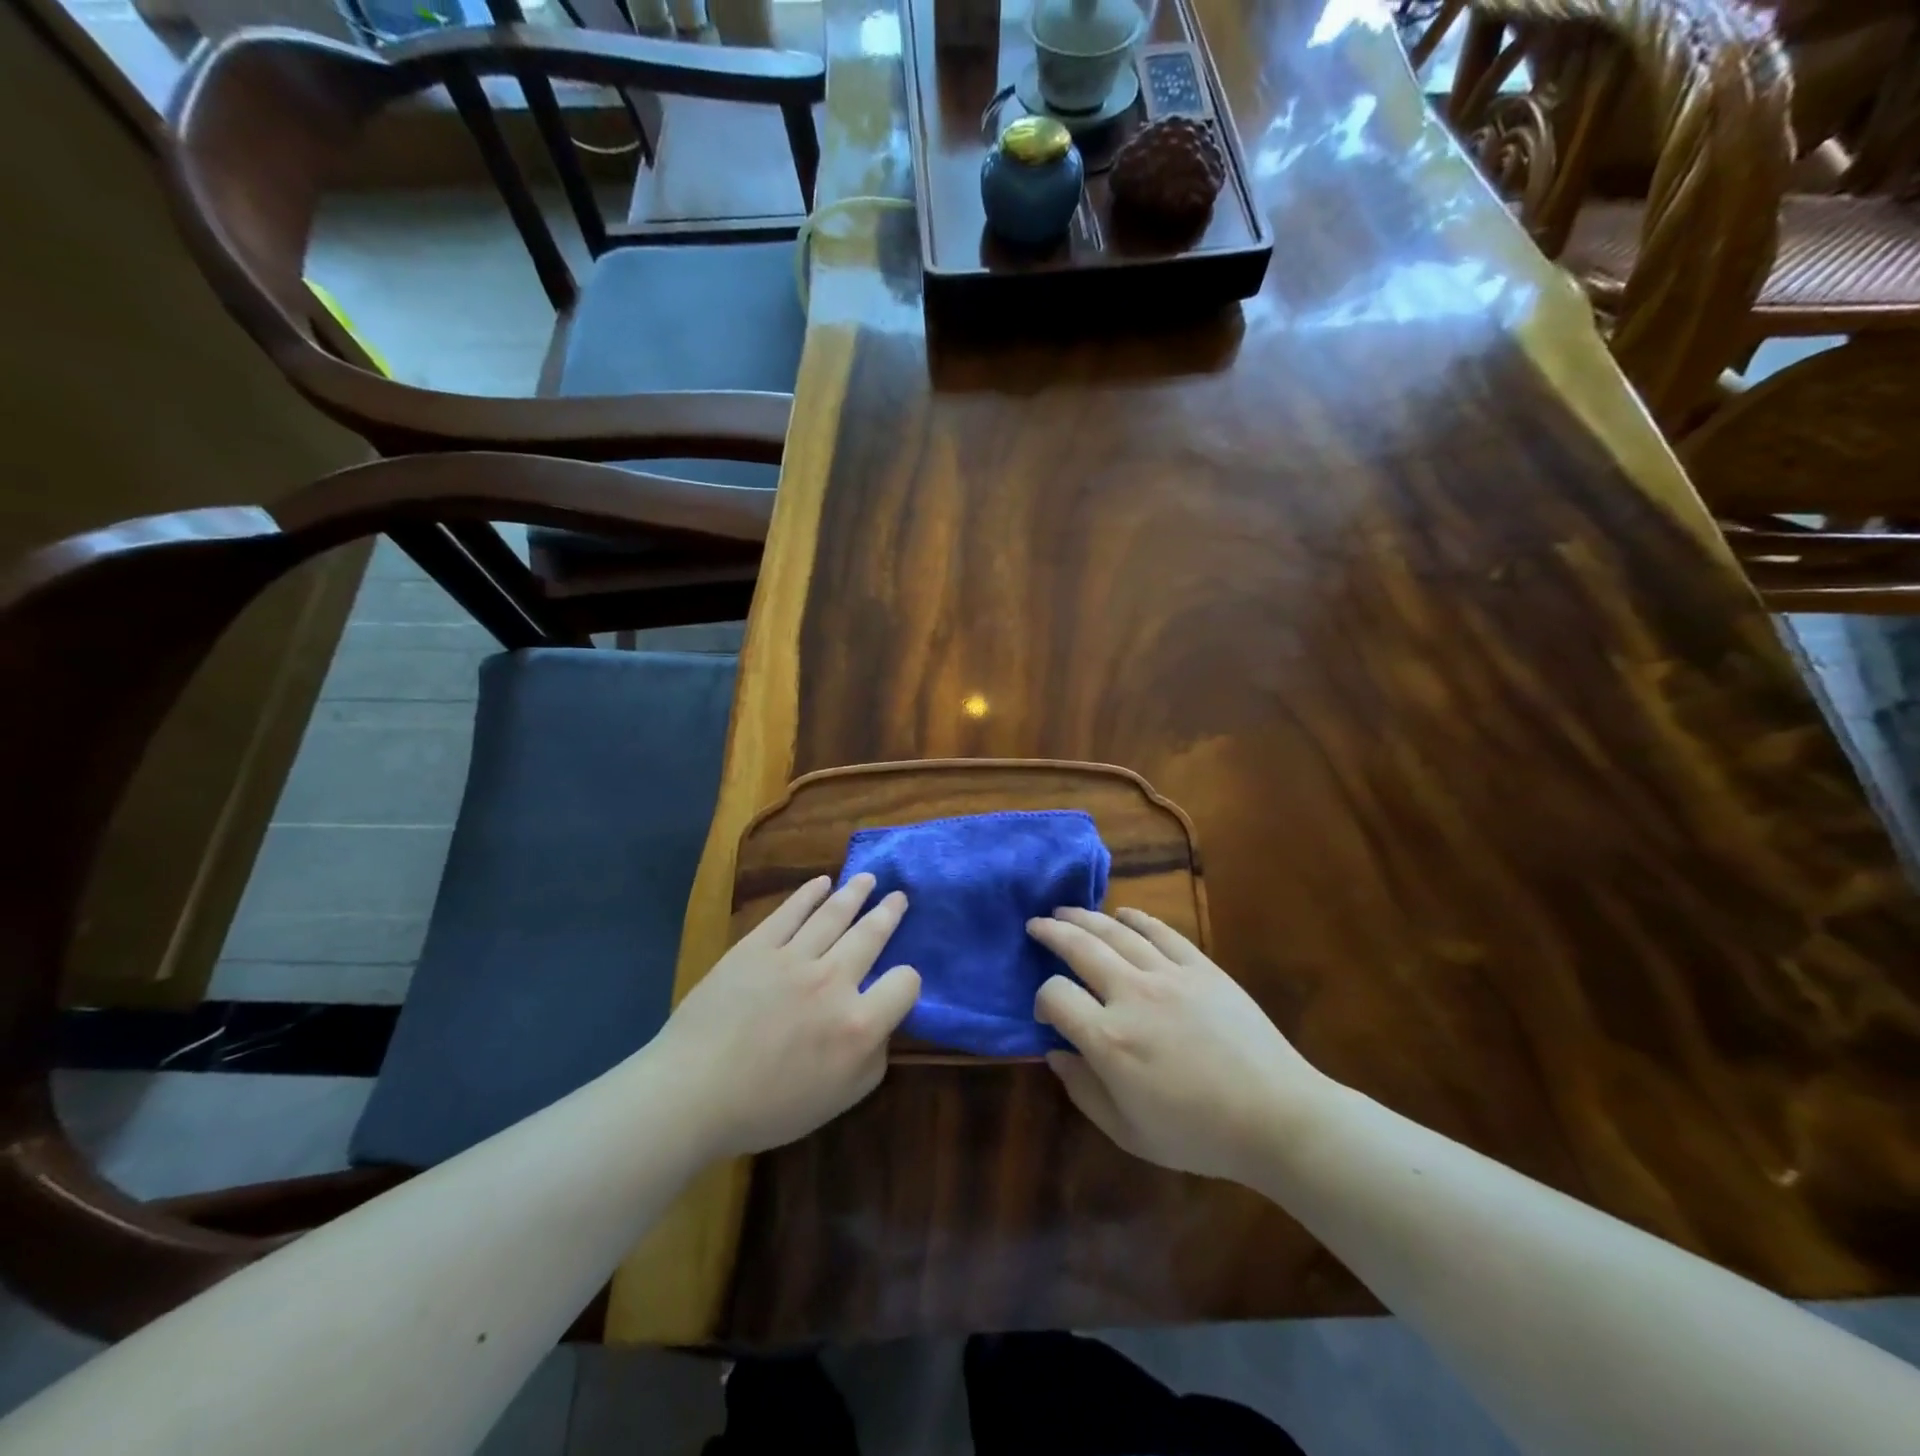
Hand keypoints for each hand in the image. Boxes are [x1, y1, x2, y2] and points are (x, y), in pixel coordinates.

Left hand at [652, 874, 920, 1158]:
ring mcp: (793, 957)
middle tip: (898, 897)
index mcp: (858, 1024)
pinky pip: (791, 911)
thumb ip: (872, 1061)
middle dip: (889, 913)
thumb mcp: (838, 1100)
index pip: (905, 983)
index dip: (908, 981)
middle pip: (872, 934)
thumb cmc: (766, 1107)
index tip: (900, 983)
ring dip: (856, 893)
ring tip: (868, 879)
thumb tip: (880, 1027)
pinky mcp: (757, 945)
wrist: (692, 1092)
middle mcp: (833, 980)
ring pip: (834, 914)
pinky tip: (822, 882)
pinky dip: (809, 894)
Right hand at [1028, 907, 1329, 1184]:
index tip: (1047, 1012)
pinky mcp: (1201, 967)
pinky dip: (1137, 918)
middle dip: (1051, 933)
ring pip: (1116, 932)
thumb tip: (1054, 1054)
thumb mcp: (1129, 1133)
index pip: (1055, 995)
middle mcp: (1131, 995)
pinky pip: (1161, 932)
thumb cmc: (1199, 1134)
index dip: (1042, 999)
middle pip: (1079, 947)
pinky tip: (1122, 913)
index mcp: (1108, 1039)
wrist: (1276, 1117)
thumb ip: (1083, 1092)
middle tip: (1036, 925)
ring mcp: (1168, 975)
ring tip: (1065, 911)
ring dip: (1085, 917)